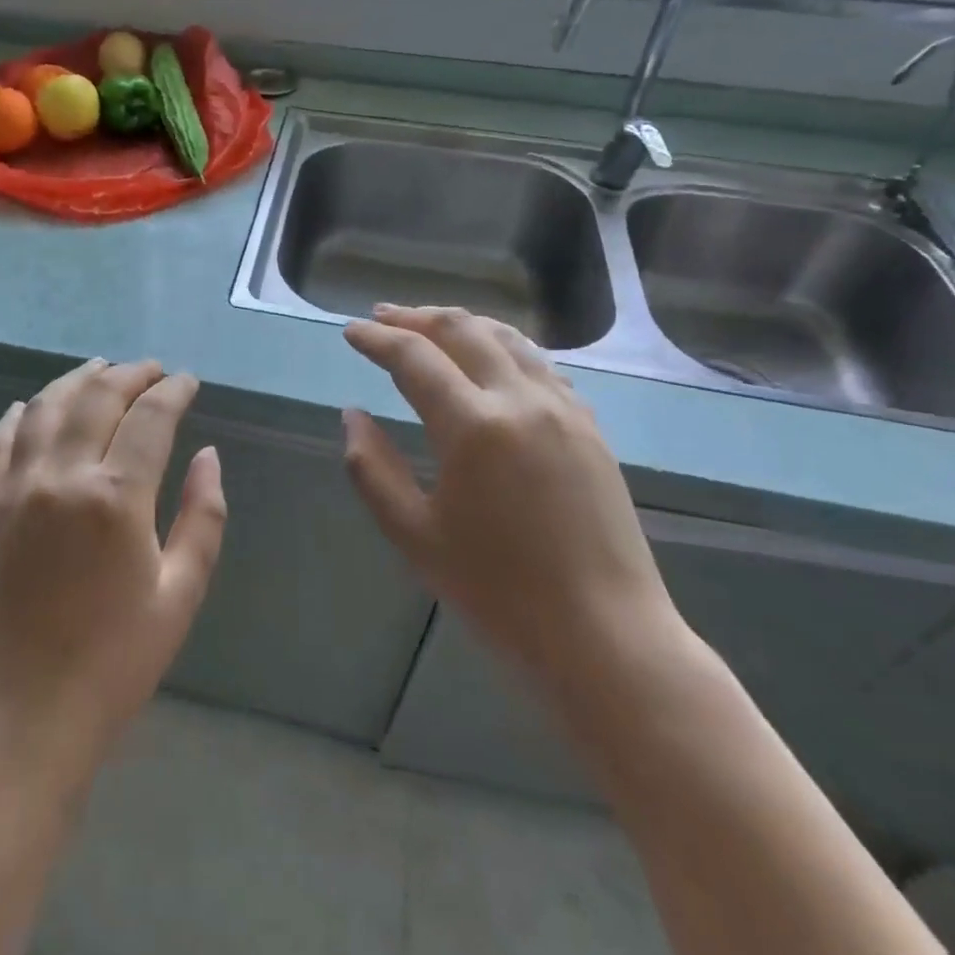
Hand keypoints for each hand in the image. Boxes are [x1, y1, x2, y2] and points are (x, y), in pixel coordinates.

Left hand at [0, 358, 226, 783]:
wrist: (28, 711)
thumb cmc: (118, 659)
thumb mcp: (181, 593)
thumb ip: (203, 516)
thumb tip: (207, 456)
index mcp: (116, 498)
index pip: (150, 417)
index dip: (173, 390)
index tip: (188, 381)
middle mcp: (62, 476)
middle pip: (97, 396)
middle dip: (130, 374)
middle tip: (152, 371)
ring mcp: (17, 487)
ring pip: (45, 405)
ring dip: (77, 380)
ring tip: (102, 371)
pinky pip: (1, 439)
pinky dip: (21, 413)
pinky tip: (35, 406)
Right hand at [342, 305, 674, 686]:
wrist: (604, 637)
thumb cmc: (498, 594)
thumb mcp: (414, 535)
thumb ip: (372, 468)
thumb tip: (352, 416)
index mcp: (473, 426)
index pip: (413, 357)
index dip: (376, 339)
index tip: (350, 331)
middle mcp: (520, 400)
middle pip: (462, 330)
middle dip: (415, 317)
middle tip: (382, 317)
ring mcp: (563, 409)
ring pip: (506, 338)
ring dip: (461, 323)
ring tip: (429, 325)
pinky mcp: (589, 426)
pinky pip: (540, 364)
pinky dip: (503, 347)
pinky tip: (490, 359)